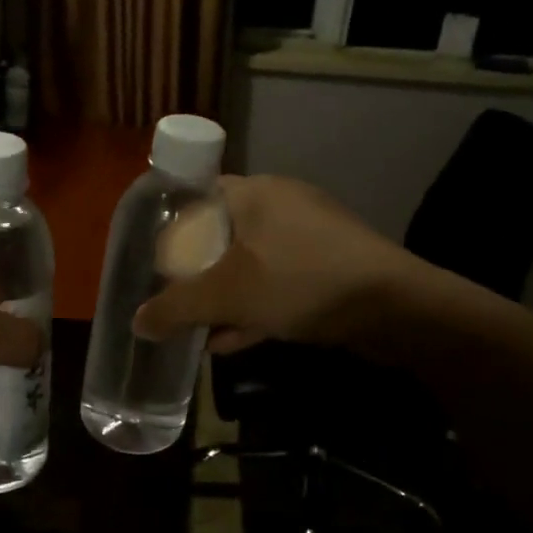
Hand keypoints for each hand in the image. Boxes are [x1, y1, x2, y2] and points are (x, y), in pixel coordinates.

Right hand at [133, 174, 464, 358]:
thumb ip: (176, 308)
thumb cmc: (300, 281)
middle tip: (172, 296)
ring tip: (197, 328)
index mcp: (255, 193)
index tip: (153, 256)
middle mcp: (282, 206)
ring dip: (224, 296)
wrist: (395, 309)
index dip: (171, 224)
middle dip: (196, 271)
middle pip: (223, 234)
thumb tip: (136, 324)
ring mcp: (310, 237)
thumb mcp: (227, 295)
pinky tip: (232, 340)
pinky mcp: (331, 268)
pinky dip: (254, 306)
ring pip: (251, 263)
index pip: (199, 195)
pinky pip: (279, 283)